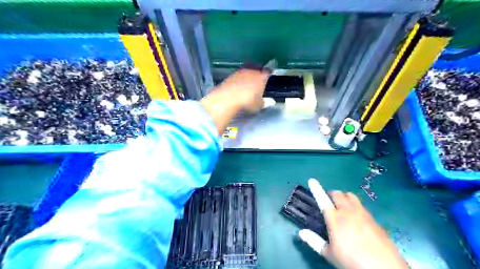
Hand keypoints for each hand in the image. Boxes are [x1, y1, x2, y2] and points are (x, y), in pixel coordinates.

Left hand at [200, 67, 269, 133]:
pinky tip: (238, 86)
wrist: (228, 98)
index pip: (268, 71)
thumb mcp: (259, 105)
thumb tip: (272, 101)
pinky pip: (238, 76)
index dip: (270, 71)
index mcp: (262, 77)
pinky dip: (239, 80)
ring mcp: (240, 72)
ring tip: (248, 83)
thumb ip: (265, 102)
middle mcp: (252, 71)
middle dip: (258, 72)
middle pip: (257, 68)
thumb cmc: (248, 101)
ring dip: (248, 76)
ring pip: (247, 71)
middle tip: (259, 78)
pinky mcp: (230, 75)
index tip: (270, 71)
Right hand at [299, 179, 407, 268]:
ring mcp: (362, 213)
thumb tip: (301, 232)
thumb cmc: (352, 261)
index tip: (312, 180)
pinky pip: (360, 204)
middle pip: (338, 194)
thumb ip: (314, 241)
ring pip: (351, 196)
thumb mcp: (330, 254)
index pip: (323, 200)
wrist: (385, 268)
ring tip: (342, 206)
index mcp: (335, 219)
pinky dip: (354, 205)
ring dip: (343, 197)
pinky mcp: (373, 218)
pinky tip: (355, 217)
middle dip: (331, 194)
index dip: (316, 189)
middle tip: (329, 201)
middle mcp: (348, 211)